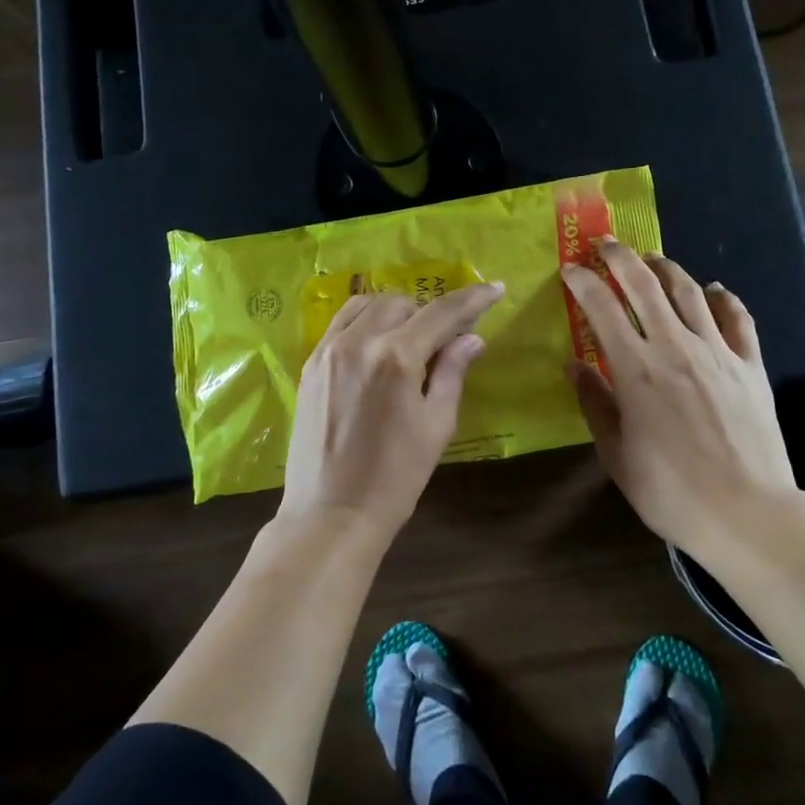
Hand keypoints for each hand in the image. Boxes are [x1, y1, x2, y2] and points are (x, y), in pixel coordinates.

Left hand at [279, 283, 503, 542]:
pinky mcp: (310, 365)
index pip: (441, 312)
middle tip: (447, 339)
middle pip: (402, 302)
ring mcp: (328, 351)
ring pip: (367, 305)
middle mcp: (359, 342)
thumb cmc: (395, 478)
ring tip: (410, 338)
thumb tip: (472, 339)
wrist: (330, 514)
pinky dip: (365, 322)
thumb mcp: (436, 426)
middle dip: (430, 313)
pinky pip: (340, 324)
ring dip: (396, 312)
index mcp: (396, 357)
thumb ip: (452, 373)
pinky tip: (377, 345)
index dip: (473, 299)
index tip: (494, 289)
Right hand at [561, 242, 799, 559]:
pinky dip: (724, 298)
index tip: (569, 268)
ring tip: (652, 258)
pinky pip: (738, 319)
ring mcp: (718, 352)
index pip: (601, 307)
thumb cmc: (671, 490)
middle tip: (605, 244)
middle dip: (620, 257)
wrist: (747, 513)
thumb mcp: (617, 454)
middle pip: (645, 285)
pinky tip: (714, 290)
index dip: (582, 281)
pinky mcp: (751, 365)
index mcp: (636, 369)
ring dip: (666, 268)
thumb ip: (595, 404)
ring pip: (689, 292)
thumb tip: (575, 365)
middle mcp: (675, 347)